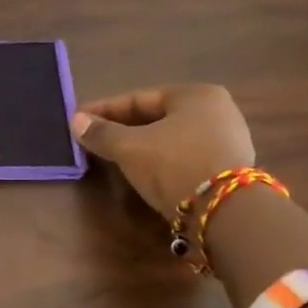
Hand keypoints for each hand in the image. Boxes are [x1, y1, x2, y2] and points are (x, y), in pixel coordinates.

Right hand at [72, 84, 254, 216]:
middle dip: (124, 128)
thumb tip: (76, 121)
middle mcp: (218, 110)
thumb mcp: (131, 148)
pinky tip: (145, 172)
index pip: (140, 98)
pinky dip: (162, 161)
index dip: (105, 110)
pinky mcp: (231, 170)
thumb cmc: (175, 165)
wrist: (227, 213)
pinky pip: (186, 157)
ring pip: (172, 139)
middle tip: (94, 139)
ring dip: (143, 146)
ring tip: (115, 157)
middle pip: (158, 117)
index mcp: (196, 94)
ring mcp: (229, 141)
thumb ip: (103, 133)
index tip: (79, 119)